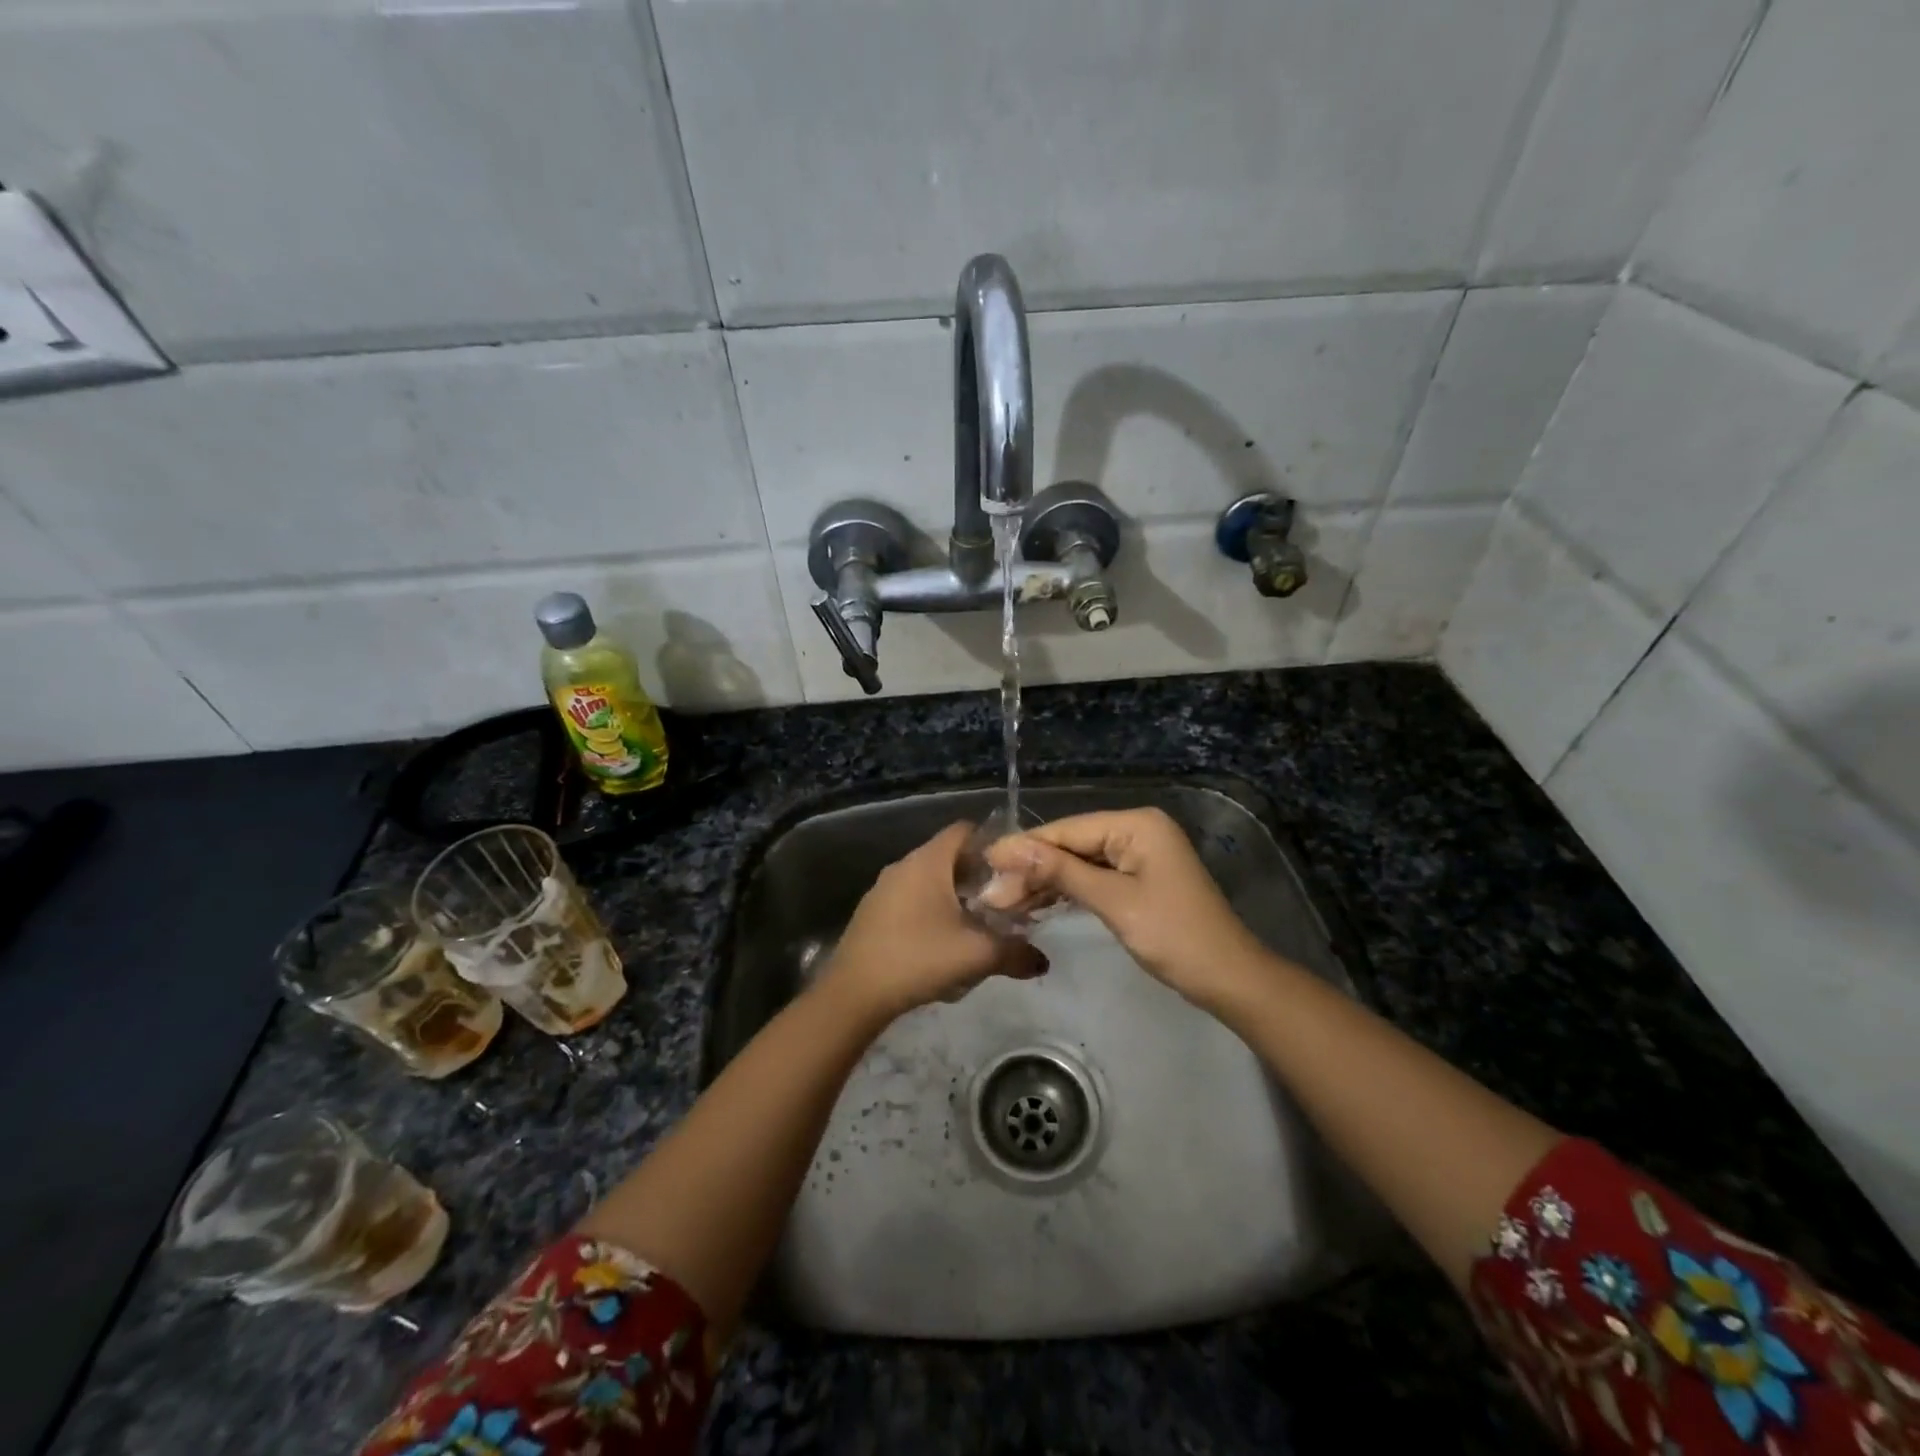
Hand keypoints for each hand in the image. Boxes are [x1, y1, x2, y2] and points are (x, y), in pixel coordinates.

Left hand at [823, 822, 1046, 1021]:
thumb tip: (1043, 961)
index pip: (965, 830)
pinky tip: (941, 941)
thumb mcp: (976, 955)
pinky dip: (930, 909)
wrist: (854, 992)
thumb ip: (1015, 953)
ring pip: (929, 879)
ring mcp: (883, 888)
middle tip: (1003, 901)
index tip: (1014, 869)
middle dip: (977, 875)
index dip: (992, 843)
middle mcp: (904, 864)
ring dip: (953, 895)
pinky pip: (910, 898)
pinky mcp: (872, 911)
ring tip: (976, 923)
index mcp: (928, 861)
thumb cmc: (918, 958)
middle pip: (948, 855)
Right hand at [985, 807, 1265, 1010]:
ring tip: (1005, 903)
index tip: (985, 863)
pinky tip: (1036, 904)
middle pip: (1071, 845)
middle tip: (991, 895)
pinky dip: (1067, 892)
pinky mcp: (1138, 879)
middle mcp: (1136, 830)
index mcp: (1136, 825)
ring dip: (1045, 883)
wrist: (1227, 978)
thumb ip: (1060, 872)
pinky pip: (1094, 877)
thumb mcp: (1113, 902)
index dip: (1025, 848)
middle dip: (1032, 869)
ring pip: (1079, 863)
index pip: (1067, 831)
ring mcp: (1138, 855)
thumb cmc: (1173, 935)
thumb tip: (1009, 849)